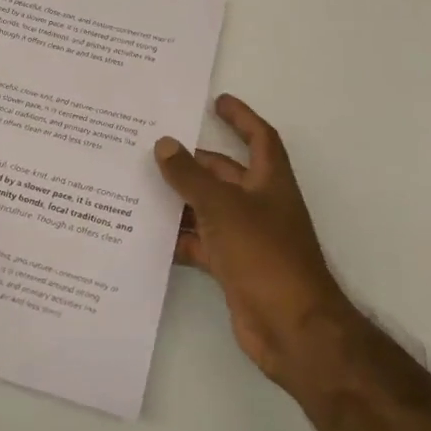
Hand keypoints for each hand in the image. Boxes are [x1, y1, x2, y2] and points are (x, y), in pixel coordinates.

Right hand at [154, 94, 346, 381]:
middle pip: (225, 174)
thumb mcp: (223, 208)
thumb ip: (190, 177)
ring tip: (138, 186)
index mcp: (270, 183)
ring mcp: (246, 238)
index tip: (216, 102)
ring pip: (208, 209)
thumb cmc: (265, 256)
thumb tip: (165, 144)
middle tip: (154, 148)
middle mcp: (260, 206)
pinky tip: (146, 234)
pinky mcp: (232, 268)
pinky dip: (178, 238)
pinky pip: (200, 243)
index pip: (259, 139)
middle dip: (194, 161)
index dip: (241, 118)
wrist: (292, 328)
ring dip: (180, 200)